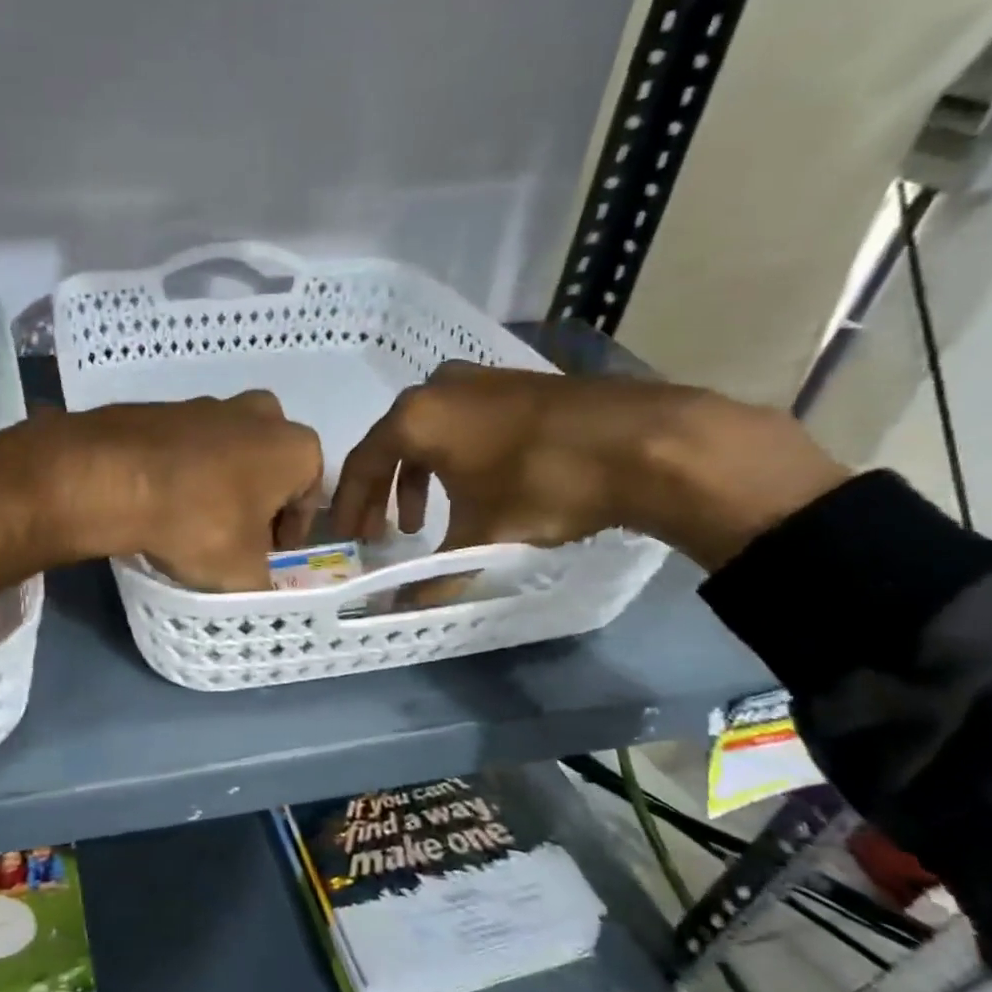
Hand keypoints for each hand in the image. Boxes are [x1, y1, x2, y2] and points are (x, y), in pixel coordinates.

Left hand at [52, 392, 324, 591]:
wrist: (113, 477)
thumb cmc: (199, 523)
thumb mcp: (242, 573)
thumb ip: (263, 584)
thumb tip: (259, 587)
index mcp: (296, 447)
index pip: (308, 498)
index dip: (290, 534)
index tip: (269, 558)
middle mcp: (261, 414)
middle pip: (269, 468)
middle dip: (257, 501)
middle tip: (235, 539)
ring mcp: (209, 403)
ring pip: (228, 453)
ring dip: (220, 484)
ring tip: (193, 523)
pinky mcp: (164, 407)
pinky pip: (186, 447)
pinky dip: (183, 472)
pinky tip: (163, 502)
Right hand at [329, 362, 848, 569]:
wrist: (644, 442)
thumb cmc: (542, 485)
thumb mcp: (481, 537)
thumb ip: (434, 576)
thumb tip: (401, 612)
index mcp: (414, 417)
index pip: (361, 464)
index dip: (349, 506)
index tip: (347, 538)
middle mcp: (436, 388)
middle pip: (391, 444)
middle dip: (381, 492)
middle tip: (382, 533)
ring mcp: (478, 380)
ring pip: (427, 432)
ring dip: (417, 477)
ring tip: (422, 520)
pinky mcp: (513, 383)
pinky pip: (460, 423)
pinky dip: (451, 458)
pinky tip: (471, 488)